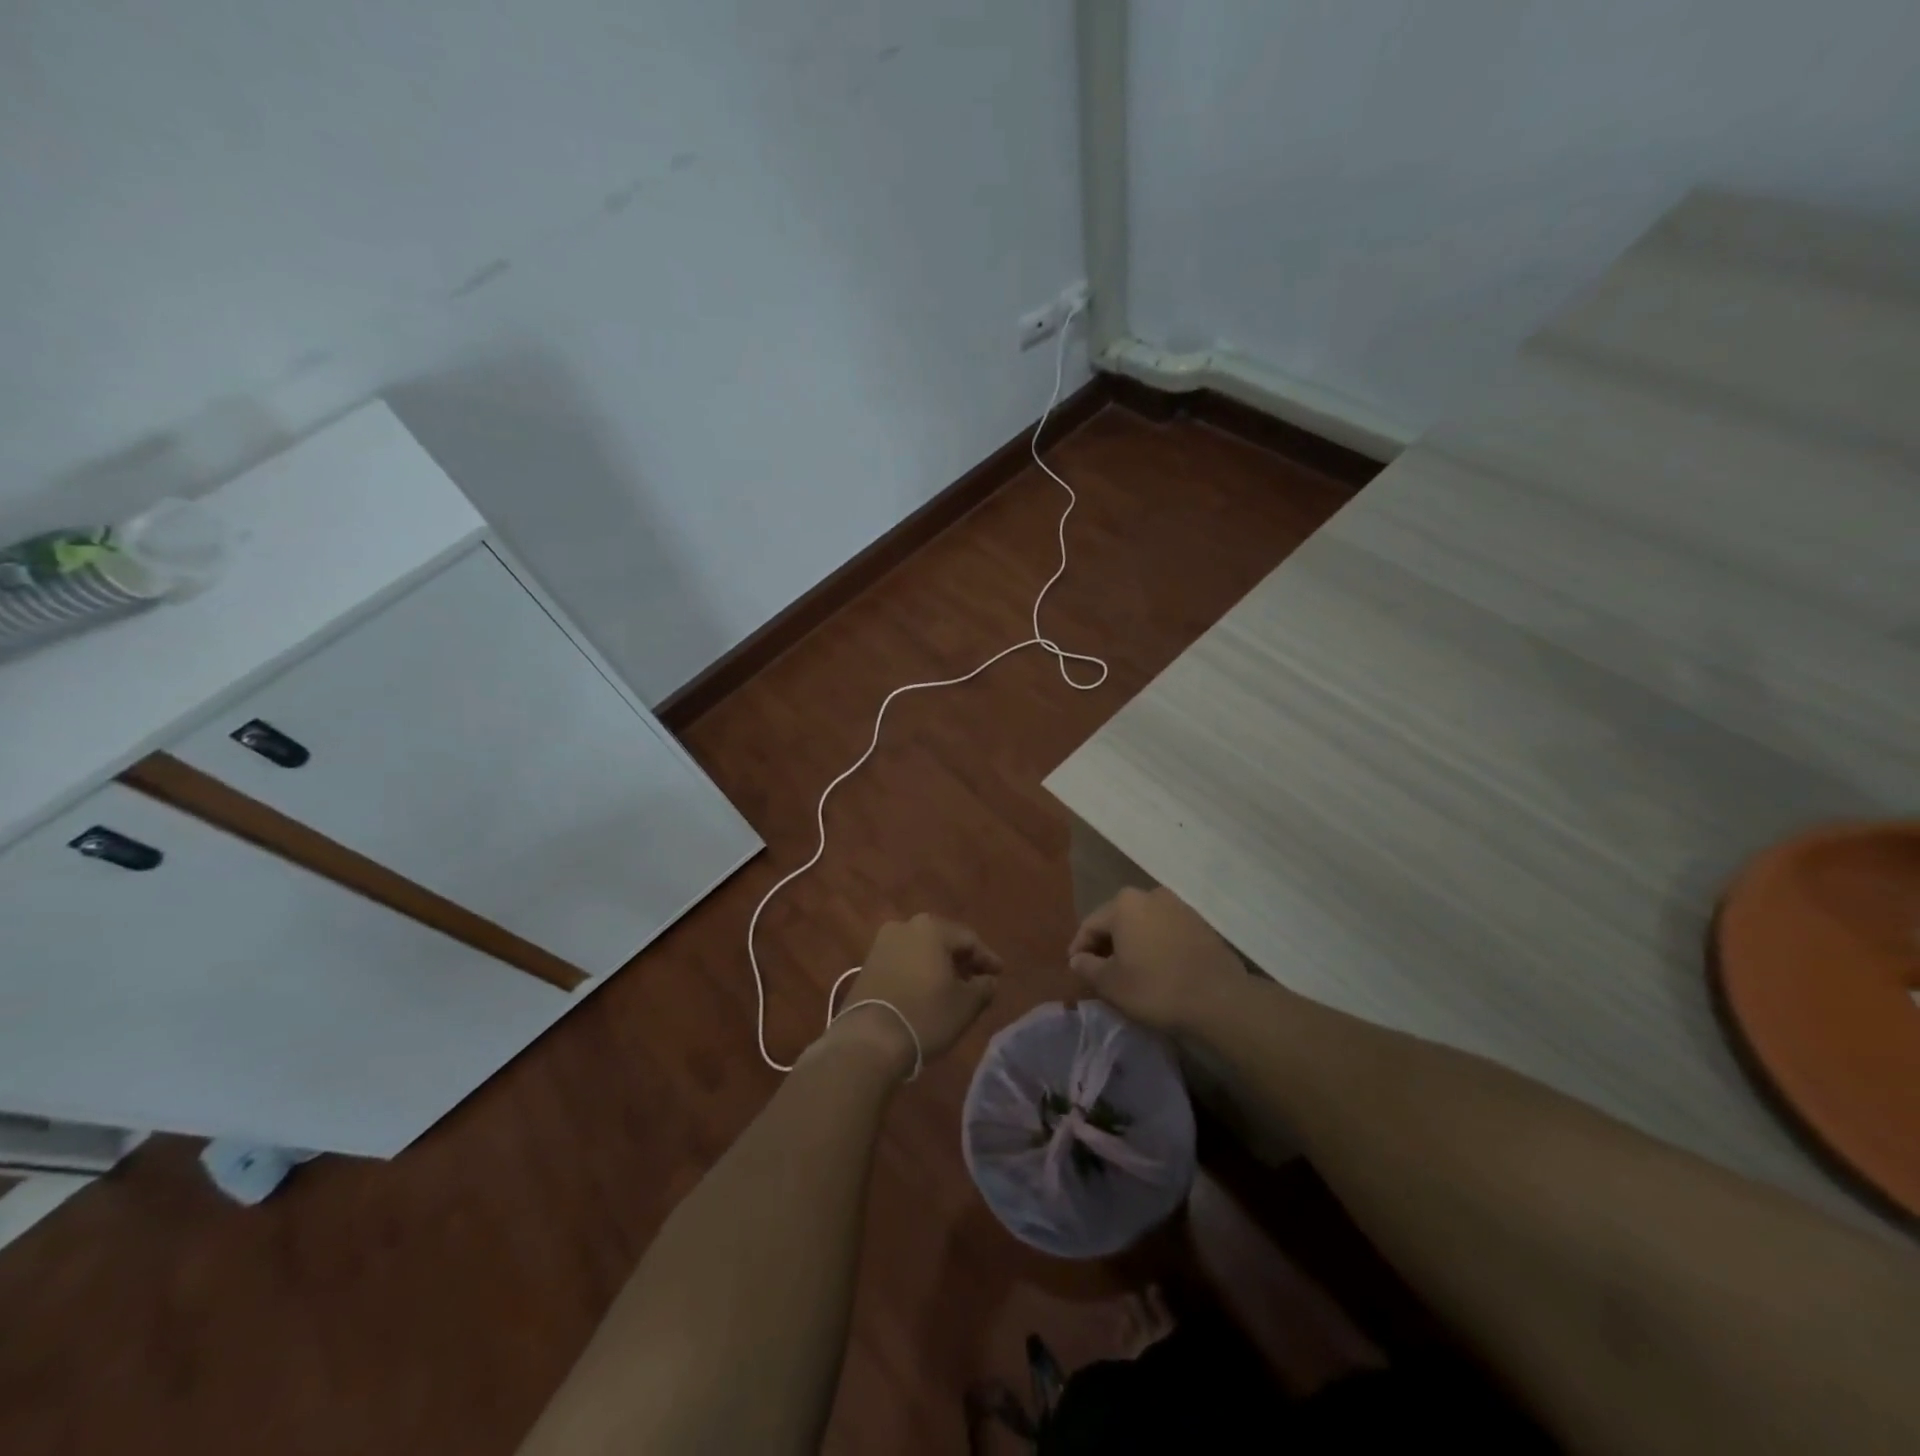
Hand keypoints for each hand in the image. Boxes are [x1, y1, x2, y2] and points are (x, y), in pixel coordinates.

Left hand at [826, 914, 1002, 1075]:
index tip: (999, 974)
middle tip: (978, 979)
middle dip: (961, 960)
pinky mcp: (868, 963)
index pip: (969, 939)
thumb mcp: (965, 1005)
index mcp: (932, 928)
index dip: (987, 958)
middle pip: (943, 940)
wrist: (868, 1040)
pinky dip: (919, 972)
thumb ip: (983, 987)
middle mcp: (905, 926)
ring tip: (954, 987)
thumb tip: (988, 980)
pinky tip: (927, 991)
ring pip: (921, 950)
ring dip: (939, 966)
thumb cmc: (925, 1015)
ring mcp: (882, 943)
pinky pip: (903, 961)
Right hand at [1068, 887, 1244, 1032]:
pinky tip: (1156, 968)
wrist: (1220, 999)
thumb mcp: (1111, 984)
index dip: (1079, 948)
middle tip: (1100, 971)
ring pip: (1143, 924)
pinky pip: (1165, 931)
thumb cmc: (1156, 988)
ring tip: (1129, 971)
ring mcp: (1178, 906)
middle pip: (1117, 920)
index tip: (1076, 970)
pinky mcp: (1199, 923)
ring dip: (1132, 944)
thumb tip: (1077, 959)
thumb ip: (1087, 967)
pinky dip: (1154, 945)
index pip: (1090, 925)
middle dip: (1106, 944)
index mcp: (1124, 904)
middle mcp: (1150, 895)